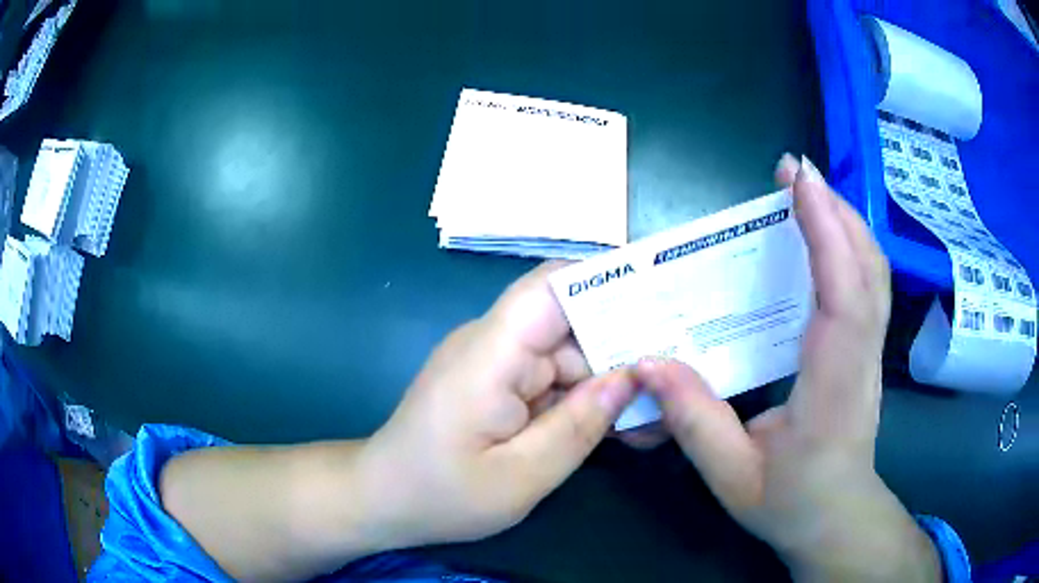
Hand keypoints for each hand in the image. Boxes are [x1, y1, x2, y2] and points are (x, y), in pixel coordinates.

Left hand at [357, 263, 636, 548]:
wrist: (384, 500)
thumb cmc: (440, 495)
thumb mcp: (520, 477)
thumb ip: (579, 426)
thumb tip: (633, 377)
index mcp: (490, 354)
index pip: (552, 287)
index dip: (608, 280)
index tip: (664, 295)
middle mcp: (494, 344)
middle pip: (571, 323)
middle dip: (625, 345)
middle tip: (681, 371)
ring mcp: (496, 364)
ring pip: (569, 355)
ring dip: (609, 380)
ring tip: (658, 410)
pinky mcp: (498, 384)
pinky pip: (552, 380)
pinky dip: (584, 399)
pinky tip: (618, 424)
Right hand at [634, 155, 940, 580]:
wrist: (837, 518)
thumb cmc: (791, 502)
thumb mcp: (732, 475)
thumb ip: (693, 421)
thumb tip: (649, 364)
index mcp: (832, 384)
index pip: (842, 295)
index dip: (826, 231)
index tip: (799, 180)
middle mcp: (861, 357)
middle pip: (867, 267)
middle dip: (835, 208)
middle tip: (793, 171)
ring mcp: (870, 351)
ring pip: (874, 271)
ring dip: (845, 221)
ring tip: (807, 191)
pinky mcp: (867, 351)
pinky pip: (869, 286)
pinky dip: (850, 247)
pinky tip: (826, 236)